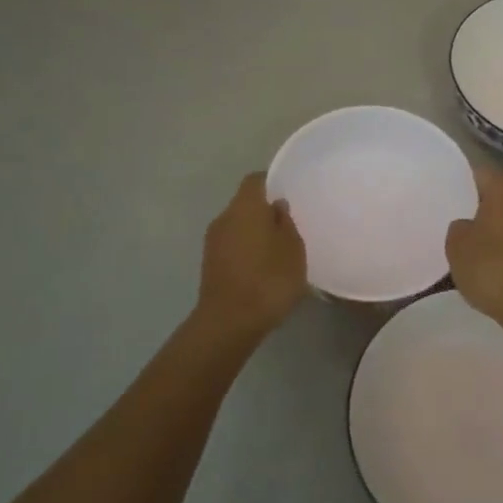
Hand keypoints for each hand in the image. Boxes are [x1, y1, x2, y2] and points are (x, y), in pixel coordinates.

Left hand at [196, 172, 307, 340]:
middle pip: (245, 204)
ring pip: (237, 226)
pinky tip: (262, 268)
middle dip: (264, 211)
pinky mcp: (209, 264)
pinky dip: (246, 250)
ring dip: (254, 233)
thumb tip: (276, 206)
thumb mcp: (293, 249)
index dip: (272, 182)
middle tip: (288, 225)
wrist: (229, 322)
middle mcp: (224, 217)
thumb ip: (286, 223)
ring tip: (277, 250)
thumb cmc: (268, 279)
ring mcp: (213, 242)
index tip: (289, 194)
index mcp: (245, 207)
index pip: (255, 180)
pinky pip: (231, 246)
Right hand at [446, 165, 502, 327]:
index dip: (461, 183)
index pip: (479, 172)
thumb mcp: (456, 245)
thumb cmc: (491, 266)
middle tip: (462, 220)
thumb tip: (470, 224)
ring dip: (502, 223)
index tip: (449, 197)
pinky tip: (500, 258)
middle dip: (483, 203)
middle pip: (501, 192)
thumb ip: (459, 226)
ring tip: (480, 242)